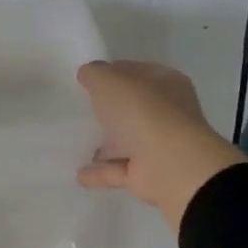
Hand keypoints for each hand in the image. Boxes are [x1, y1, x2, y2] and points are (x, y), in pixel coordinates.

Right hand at [76, 60, 247, 232]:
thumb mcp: (110, 81)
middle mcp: (166, 113)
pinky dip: (100, 172)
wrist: (171, 165)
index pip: (136, 72)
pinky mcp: (147, 175)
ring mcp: (158, 146)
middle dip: (109, 110)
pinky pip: (117, 170)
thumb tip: (88, 73)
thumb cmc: (143, 112)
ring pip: (127, 142)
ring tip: (76, 142)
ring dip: (105, 144)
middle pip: (132, 108)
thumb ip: (95, 73)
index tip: (87, 79)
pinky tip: (79, 173)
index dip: (113, 72)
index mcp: (165, 83)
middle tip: (81, 109)